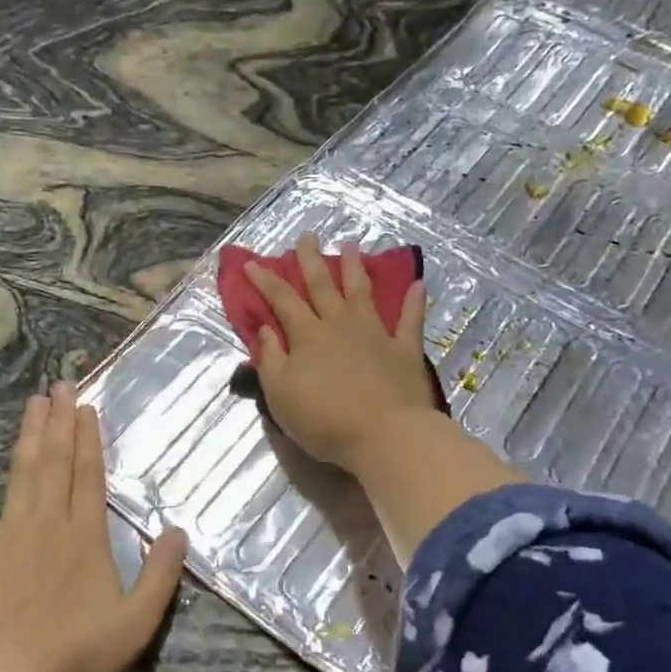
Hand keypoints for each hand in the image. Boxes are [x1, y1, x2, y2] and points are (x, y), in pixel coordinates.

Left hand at [0, 383, 187, 671]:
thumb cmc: (75, 653)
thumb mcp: (136, 623)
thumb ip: (160, 576)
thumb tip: (180, 532)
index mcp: (85, 536)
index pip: (89, 475)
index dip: (88, 439)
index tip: (85, 407)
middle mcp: (48, 522)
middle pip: (55, 462)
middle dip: (59, 421)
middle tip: (60, 384)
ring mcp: (6, 533)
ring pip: (20, 472)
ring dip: (27, 435)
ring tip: (32, 402)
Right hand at [246, 234, 433, 472]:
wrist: (385, 435)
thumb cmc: (324, 420)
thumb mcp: (280, 394)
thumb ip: (271, 359)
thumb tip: (266, 330)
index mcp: (307, 336)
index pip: (282, 300)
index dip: (265, 281)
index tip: (252, 264)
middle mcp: (340, 325)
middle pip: (323, 286)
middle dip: (311, 260)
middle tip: (308, 236)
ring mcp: (375, 334)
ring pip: (362, 292)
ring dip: (355, 269)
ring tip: (352, 246)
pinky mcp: (404, 349)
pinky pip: (410, 319)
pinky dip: (414, 301)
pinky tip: (418, 284)